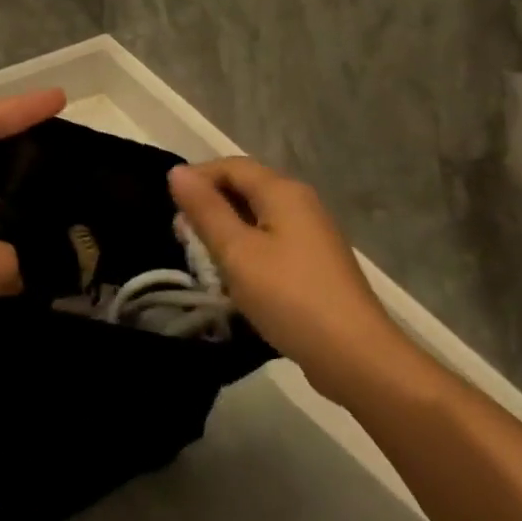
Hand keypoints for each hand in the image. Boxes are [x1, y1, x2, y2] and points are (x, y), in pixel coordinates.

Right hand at [169, 158, 412, 396]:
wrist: (354, 354)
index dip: (197, 178)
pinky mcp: (315, 263)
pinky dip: (247, 251)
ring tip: (202, 260)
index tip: (167, 205)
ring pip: (258, 218)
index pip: (232, 166)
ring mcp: (312, 234)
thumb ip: (206, 210)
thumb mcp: (237, 252)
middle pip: (246, 188)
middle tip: (181, 237)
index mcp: (283, 191)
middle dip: (210, 206)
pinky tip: (234, 278)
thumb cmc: (289, 297)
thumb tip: (177, 171)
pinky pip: (272, 242)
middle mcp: (301, 203)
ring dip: (227, 232)